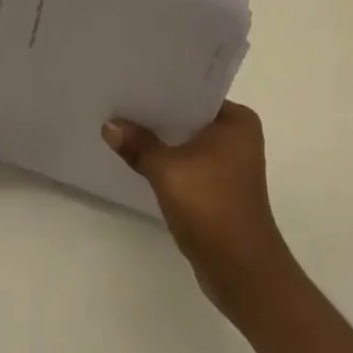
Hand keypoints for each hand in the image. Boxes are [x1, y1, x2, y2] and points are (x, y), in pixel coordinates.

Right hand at [104, 102, 294, 312]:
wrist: (243, 276)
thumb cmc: (212, 210)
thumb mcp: (168, 172)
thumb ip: (139, 144)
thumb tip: (108, 125)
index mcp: (236, 121)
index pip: (193, 90)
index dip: (162, 85)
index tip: (131, 76)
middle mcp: (237, 136)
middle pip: (188, 115)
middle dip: (157, 112)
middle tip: (120, 97)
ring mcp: (230, 164)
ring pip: (186, 140)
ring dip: (161, 139)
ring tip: (123, 122)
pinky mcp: (219, 188)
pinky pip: (188, 162)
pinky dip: (168, 160)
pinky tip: (138, 156)